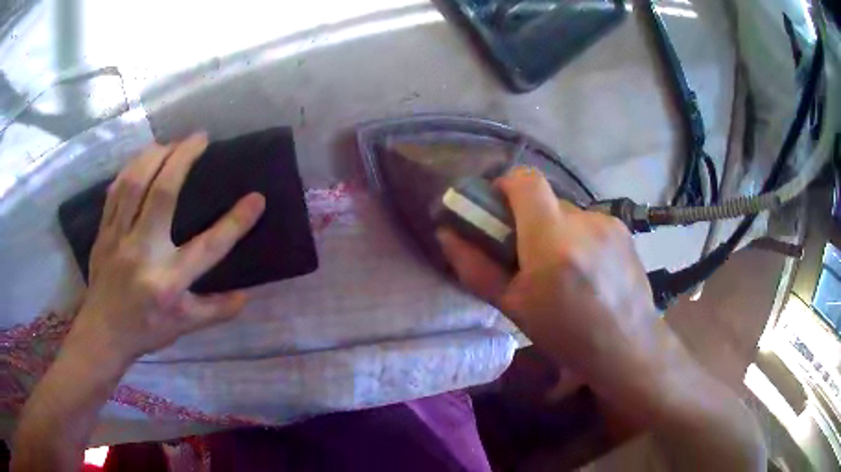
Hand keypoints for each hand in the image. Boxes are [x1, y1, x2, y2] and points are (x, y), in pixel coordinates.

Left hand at [67, 133, 265, 364]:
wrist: (103, 333)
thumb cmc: (145, 330)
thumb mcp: (184, 327)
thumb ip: (215, 311)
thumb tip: (246, 295)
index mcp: (168, 282)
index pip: (207, 248)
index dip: (235, 222)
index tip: (257, 198)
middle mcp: (143, 253)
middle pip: (163, 194)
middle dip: (184, 158)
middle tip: (200, 138)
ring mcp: (119, 238)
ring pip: (135, 183)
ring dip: (156, 155)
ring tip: (171, 142)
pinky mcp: (104, 232)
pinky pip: (116, 191)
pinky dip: (130, 169)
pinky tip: (141, 159)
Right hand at [436, 167, 667, 403]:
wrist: (628, 348)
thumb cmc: (566, 336)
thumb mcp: (513, 308)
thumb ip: (476, 268)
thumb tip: (448, 234)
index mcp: (552, 242)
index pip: (525, 180)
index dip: (505, 186)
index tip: (498, 212)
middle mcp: (584, 222)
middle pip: (545, 200)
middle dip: (530, 220)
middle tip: (530, 258)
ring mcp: (608, 223)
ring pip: (568, 213)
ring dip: (556, 232)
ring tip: (564, 271)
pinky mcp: (623, 229)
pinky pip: (589, 223)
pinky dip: (579, 239)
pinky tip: (589, 272)